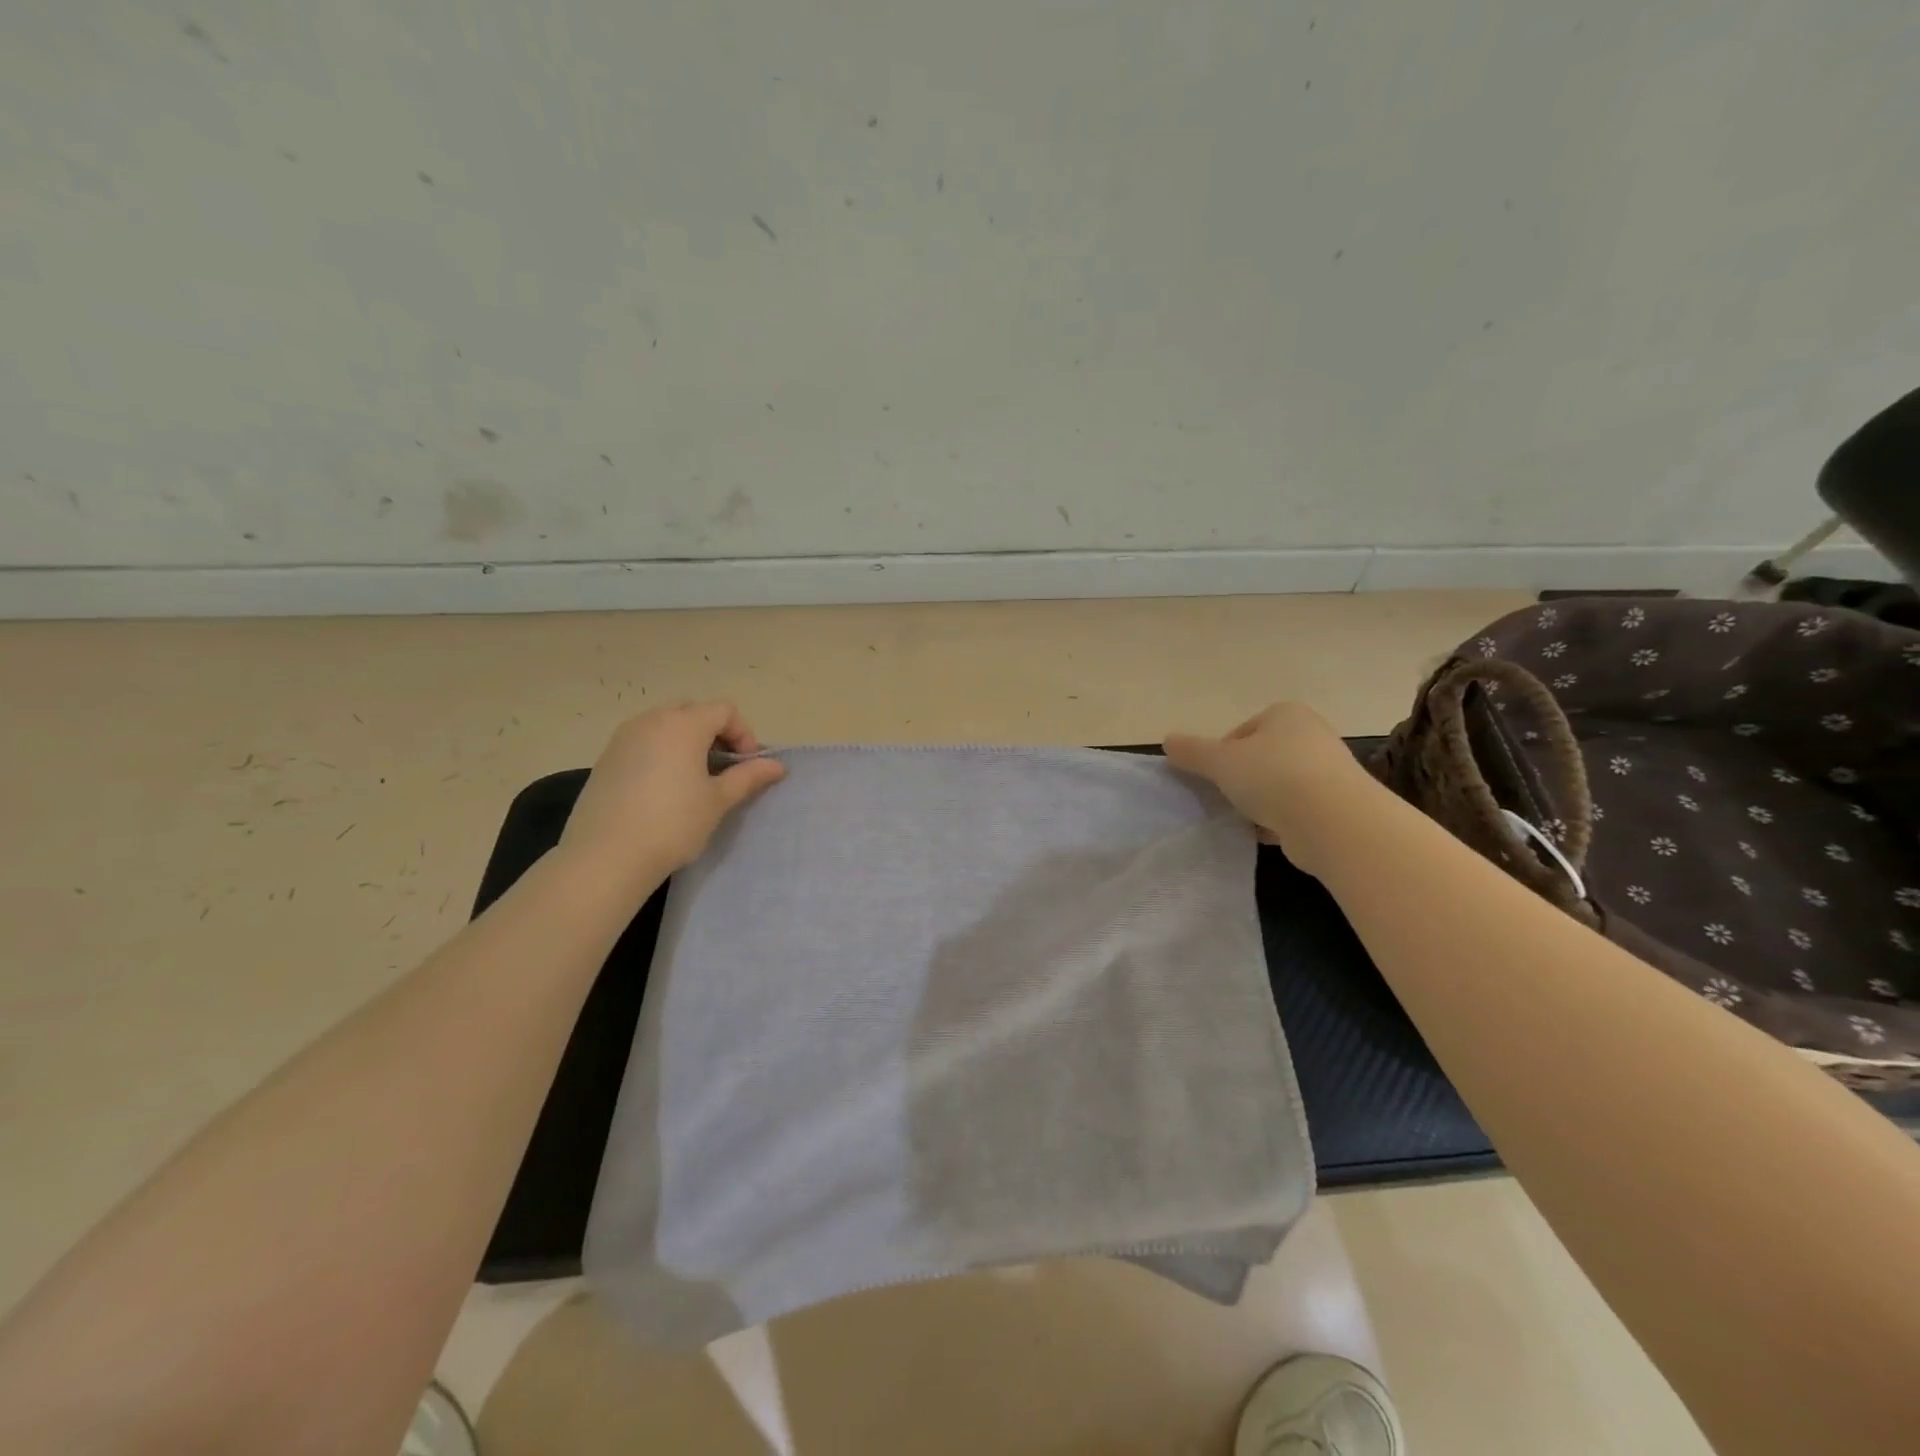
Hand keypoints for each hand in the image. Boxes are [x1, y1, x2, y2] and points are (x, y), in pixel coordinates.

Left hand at [558, 701, 785, 894]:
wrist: (606, 856)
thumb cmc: (673, 824)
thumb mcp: (718, 800)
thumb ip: (748, 777)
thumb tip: (777, 765)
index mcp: (683, 725)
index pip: (724, 710)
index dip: (743, 734)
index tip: (746, 766)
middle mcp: (652, 720)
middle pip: (693, 711)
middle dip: (715, 733)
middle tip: (723, 768)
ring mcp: (624, 737)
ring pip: (666, 724)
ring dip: (687, 741)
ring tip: (694, 778)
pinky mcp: (606, 757)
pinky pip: (644, 741)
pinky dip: (662, 752)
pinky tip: (663, 788)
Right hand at [1164, 702, 1376, 874]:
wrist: (1334, 822)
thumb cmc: (1273, 776)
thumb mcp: (1220, 761)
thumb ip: (1192, 751)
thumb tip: (1167, 741)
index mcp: (1286, 714)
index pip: (1241, 732)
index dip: (1221, 754)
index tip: (1214, 777)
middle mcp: (1311, 736)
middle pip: (1260, 758)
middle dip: (1241, 779)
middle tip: (1226, 798)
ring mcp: (1327, 771)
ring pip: (1277, 785)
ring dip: (1259, 802)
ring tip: (1245, 819)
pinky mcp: (1336, 805)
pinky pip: (1295, 810)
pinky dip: (1279, 821)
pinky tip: (1267, 833)